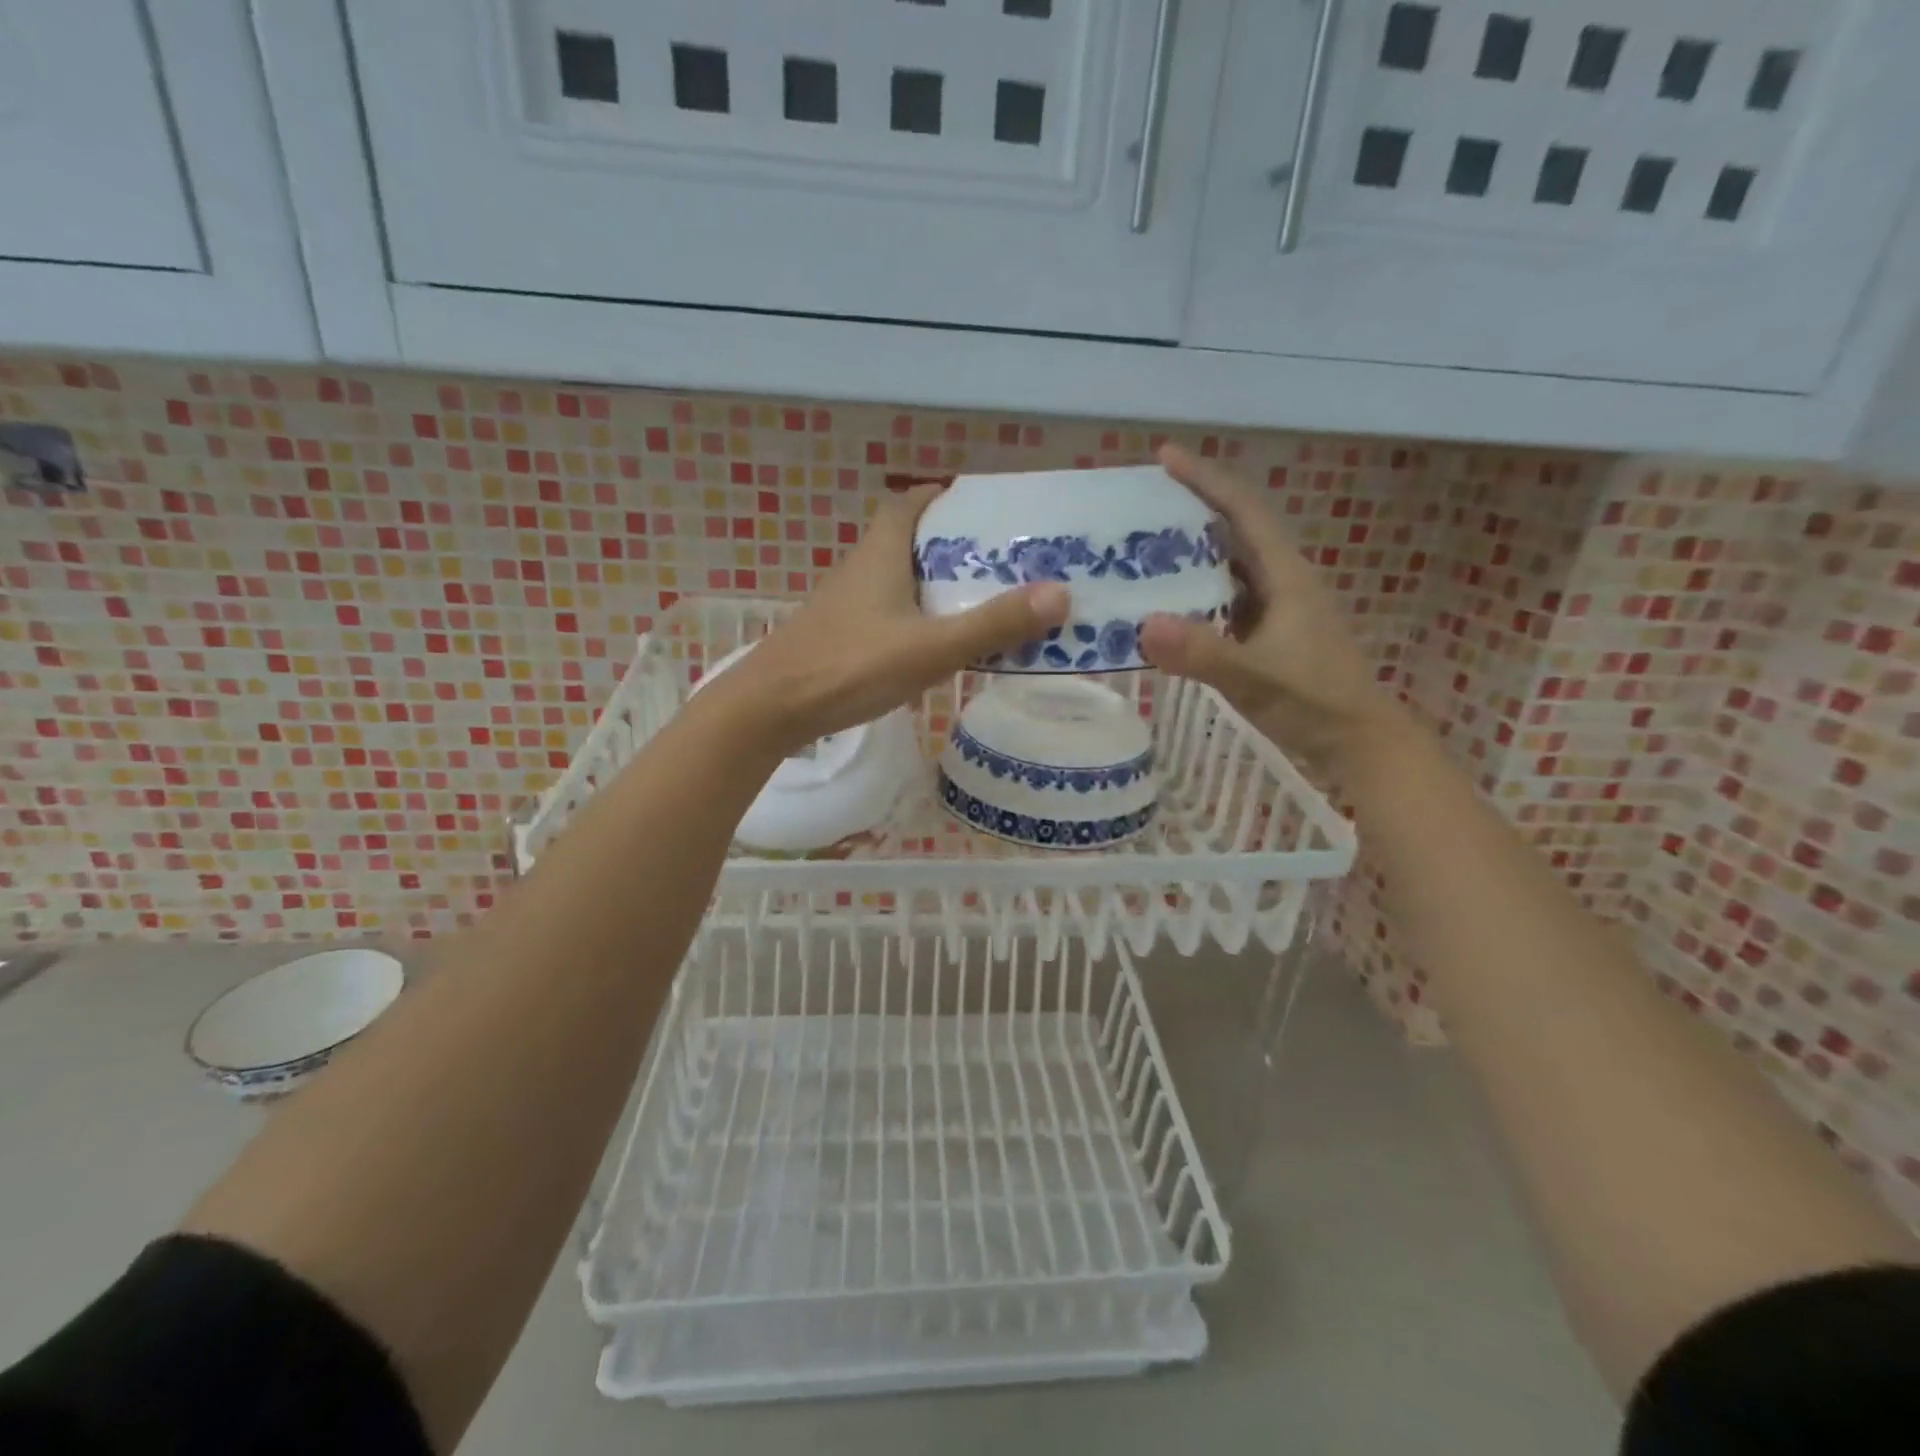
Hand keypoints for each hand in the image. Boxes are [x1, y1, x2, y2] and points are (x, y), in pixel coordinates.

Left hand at [695, 484, 1070, 756]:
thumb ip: (993, 624)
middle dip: (947, 544)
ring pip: (895, 581)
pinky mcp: (837, 638)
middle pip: (905, 541)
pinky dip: (913, 618)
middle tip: (994, 560)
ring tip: (977, 601)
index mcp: (880, 555)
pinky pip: (885, 614)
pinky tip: (933, 645)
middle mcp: (859, 571)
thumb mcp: (931, 647)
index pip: (906, 504)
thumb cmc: (850, 666)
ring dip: (931, 584)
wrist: (772, 709)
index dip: (938, 496)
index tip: (973, 504)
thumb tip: (1061, 593)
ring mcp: (844, 606)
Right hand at [1139, 444, 1393, 768]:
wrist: (1357, 742)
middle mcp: (1280, 582)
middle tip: (1139, 505)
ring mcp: (1274, 609)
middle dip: (1191, 509)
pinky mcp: (1265, 634)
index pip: (1242, 511)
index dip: (1205, 479)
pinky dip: (1193, 593)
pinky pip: (1222, 600)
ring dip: (1189, 552)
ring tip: (1141, 548)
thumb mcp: (1255, 676)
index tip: (1164, 456)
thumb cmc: (1314, 702)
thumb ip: (1202, 652)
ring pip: (1227, 566)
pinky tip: (1164, 604)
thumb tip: (1143, 624)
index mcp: (1285, 575)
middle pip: (1233, 529)